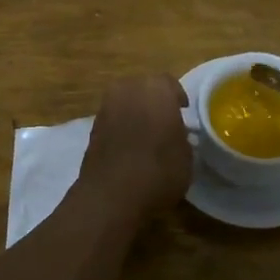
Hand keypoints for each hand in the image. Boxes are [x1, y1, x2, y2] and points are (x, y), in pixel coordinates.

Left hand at [79, 75, 192, 213]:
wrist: (110, 195)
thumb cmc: (158, 171)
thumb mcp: (186, 155)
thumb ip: (182, 136)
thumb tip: (175, 133)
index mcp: (156, 89)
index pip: (170, 84)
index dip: (177, 98)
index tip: (183, 113)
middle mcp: (128, 89)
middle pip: (144, 88)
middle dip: (154, 101)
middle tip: (165, 121)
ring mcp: (106, 107)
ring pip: (126, 102)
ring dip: (136, 112)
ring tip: (146, 134)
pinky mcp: (92, 127)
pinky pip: (113, 118)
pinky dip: (121, 126)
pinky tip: (129, 146)